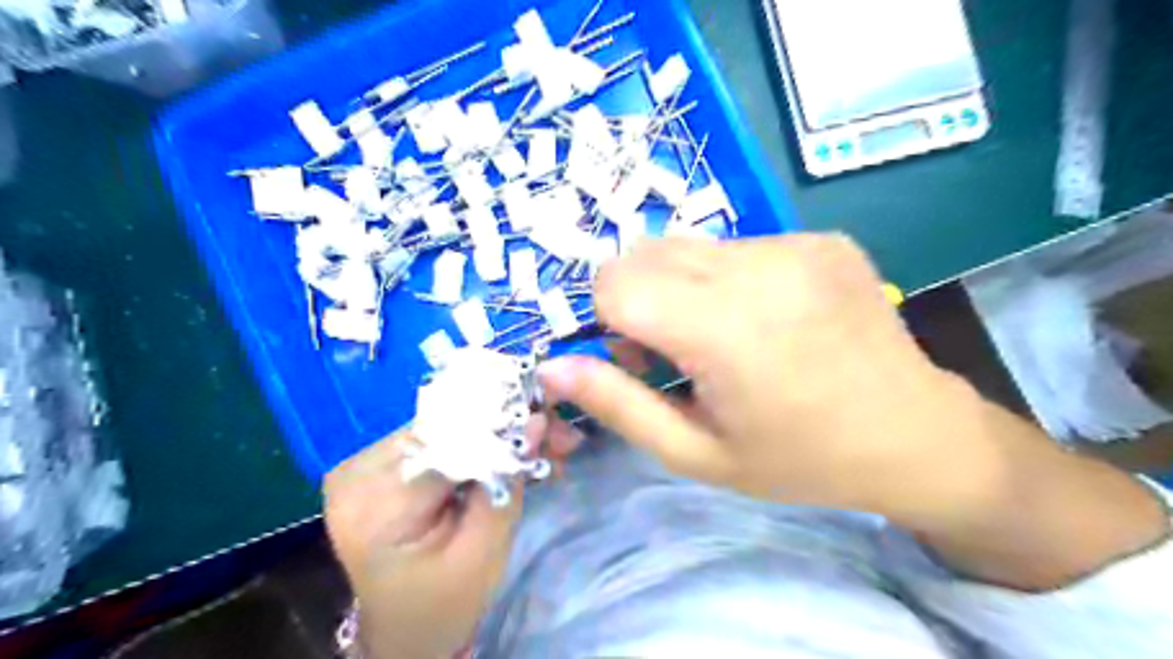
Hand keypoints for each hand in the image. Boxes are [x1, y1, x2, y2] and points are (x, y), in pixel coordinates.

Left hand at [319, 419, 581, 655]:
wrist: (401, 631)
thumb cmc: (443, 605)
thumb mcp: (484, 552)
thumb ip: (506, 483)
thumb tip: (535, 421)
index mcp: (376, 502)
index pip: (450, 441)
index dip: (504, 429)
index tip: (551, 428)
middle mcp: (358, 470)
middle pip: (447, 428)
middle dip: (504, 429)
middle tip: (556, 436)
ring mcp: (362, 463)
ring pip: (446, 426)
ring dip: (494, 433)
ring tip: (539, 444)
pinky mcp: (375, 464)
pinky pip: (436, 438)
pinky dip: (474, 442)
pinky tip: (505, 451)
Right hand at [535, 234, 967, 516]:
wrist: (916, 435)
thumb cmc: (800, 459)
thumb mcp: (696, 453)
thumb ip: (617, 404)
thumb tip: (551, 367)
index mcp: (723, 327)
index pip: (614, 281)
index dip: (609, 319)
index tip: (638, 357)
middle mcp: (758, 267)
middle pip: (645, 252)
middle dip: (639, 298)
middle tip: (678, 350)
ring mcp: (796, 244)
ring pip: (690, 245)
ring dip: (683, 285)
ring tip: (725, 334)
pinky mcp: (821, 237)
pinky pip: (740, 244)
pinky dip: (730, 276)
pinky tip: (768, 317)